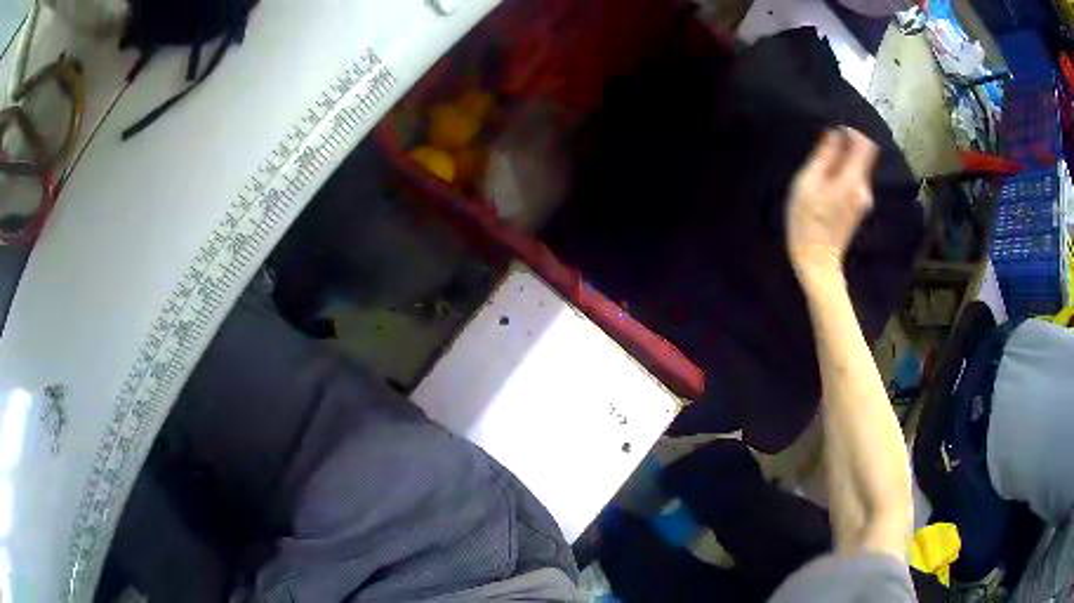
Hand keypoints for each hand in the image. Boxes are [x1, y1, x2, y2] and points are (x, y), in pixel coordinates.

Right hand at [786, 128, 878, 278]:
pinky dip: (844, 174)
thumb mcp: (808, 183)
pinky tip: (826, 183)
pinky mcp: (858, 209)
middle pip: (864, 156)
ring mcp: (863, 200)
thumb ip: (824, 156)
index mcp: (854, 179)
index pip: (865, 144)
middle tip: (822, 148)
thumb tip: (835, 133)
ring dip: (844, 161)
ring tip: (820, 166)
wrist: (817, 262)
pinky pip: (855, 181)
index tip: (833, 132)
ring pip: (859, 168)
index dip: (852, 132)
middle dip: (847, 146)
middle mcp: (864, 187)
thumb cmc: (807, 221)